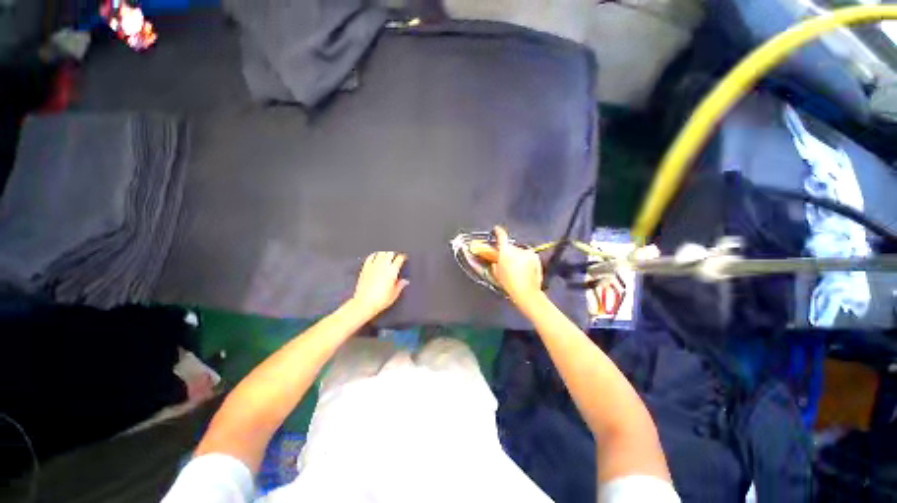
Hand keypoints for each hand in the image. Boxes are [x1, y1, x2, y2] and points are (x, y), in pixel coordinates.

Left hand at [351, 252, 409, 317]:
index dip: (403, 257)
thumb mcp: (394, 294)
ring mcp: (373, 266)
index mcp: (392, 271)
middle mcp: (383, 266)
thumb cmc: (380, 300)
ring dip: (385, 253)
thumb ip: (400, 285)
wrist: (364, 303)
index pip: (399, 258)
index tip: (404, 258)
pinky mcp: (365, 268)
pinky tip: (376, 257)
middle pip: (390, 253)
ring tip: (387, 256)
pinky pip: (370, 257)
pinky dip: (375, 255)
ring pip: (381, 253)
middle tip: (396, 257)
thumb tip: (405, 281)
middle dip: (394, 254)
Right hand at [490, 226, 543, 303]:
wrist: (526, 291)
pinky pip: (528, 256)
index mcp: (505, 250)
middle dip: (508, 251)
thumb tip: (495, 261)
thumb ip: (495, 263)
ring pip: (520, 252)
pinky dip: (526, 260)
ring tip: (517, 269)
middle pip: (511, 247)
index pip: (501, 236)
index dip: (498, 231)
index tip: (496, 229)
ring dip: (518, 257)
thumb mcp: (496, 273)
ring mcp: (528, 252)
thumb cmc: (508, 282)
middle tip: (507, 262)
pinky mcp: (536, 257)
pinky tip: (525, 270)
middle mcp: (517, 248)